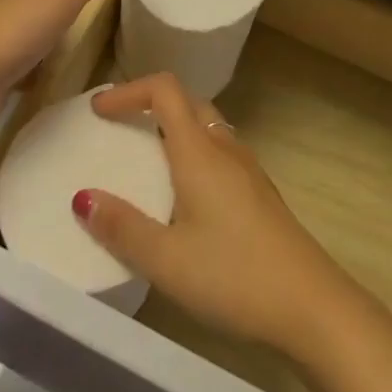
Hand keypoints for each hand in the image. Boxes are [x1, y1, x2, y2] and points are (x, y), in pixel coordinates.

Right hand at [75, 73, 366, 361]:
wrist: (309, 302)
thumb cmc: (233, 275)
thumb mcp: (167, 260)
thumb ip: (123, 228)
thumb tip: (83, 197)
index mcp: (199, 150)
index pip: (165, 89)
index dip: (129, 90)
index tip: (99, 110)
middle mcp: (224, 146)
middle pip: (186, 101)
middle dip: (149, 104)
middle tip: (119, 127)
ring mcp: (247, 166)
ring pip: (205, 125)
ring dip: (173, 127)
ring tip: (145, 156)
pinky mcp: (258, 189)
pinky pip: (218, 149)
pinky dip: (192, 150)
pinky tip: (184, 192)